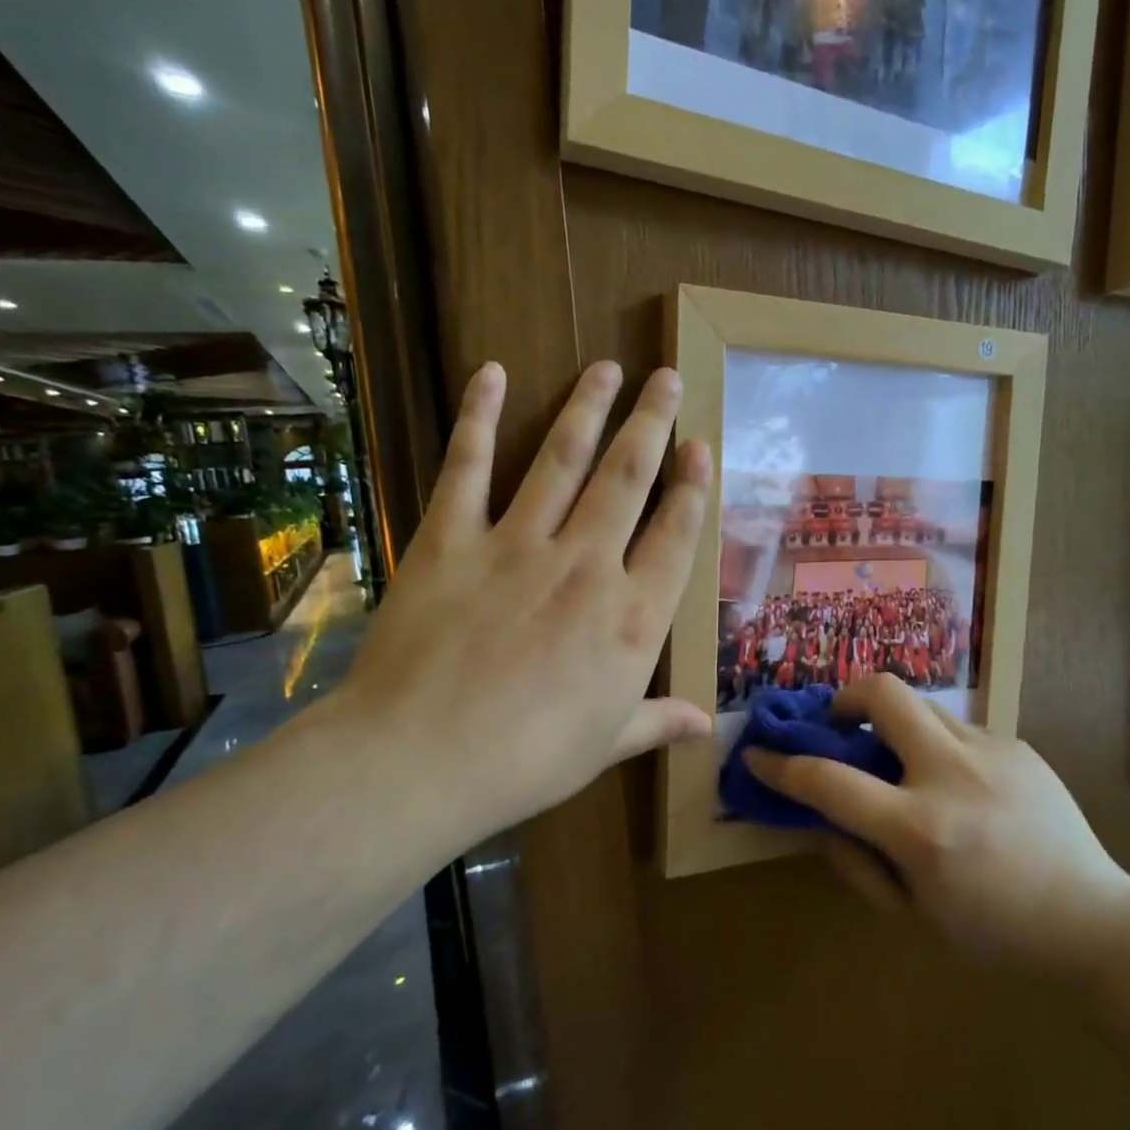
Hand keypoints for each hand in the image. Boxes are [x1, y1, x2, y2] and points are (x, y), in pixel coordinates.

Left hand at [335, 360, 710, 838]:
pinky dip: (478, 415)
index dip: (692, 488)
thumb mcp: (605, 745)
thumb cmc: (527, 761)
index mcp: (632, 618)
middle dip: (652, 423)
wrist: (422, 760)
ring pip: (563, 459)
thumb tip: (707, 725)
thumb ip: (658, 722)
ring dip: (588, 408)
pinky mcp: (451, 539)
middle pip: (628, 479)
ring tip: (608, 368)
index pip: (676, 536)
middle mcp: (586, 565)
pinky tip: (492, 372)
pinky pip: (467, 466)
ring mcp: (517, 544)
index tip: (700, 448)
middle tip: (667, 378)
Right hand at [745, 675, 1129, 980]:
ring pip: (922, 704)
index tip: (759, 755)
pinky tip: (957, 785)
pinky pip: (958, 729)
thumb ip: (857, 858)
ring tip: (902, 762)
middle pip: (883, 692)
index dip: (782, 765)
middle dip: (846, 697)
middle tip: (841, 725)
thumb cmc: (995, 933)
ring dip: (895, 724)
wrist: (1095, 923)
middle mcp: (953, 774)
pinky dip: (937, 746)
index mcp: (922, 829)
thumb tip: (821, 813)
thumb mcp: (913, 909)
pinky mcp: (1018, 744)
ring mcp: (991, 751)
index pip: (829, 781)